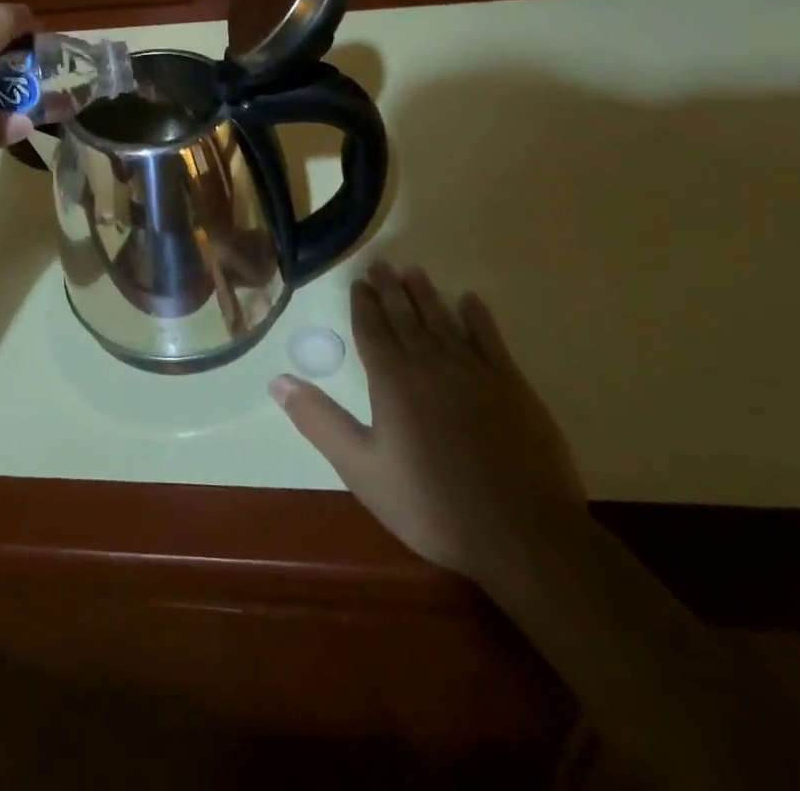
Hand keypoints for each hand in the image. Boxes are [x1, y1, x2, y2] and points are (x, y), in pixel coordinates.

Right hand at [271, 262, 585, 584]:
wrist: (523, 535)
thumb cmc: (432, 505)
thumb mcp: (362, 469)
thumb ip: (319, 421)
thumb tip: (276, 381)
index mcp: (392, 380)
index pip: (371, 329)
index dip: (362, 304)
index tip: (357, 282)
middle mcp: (430, 363)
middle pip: (405, 316)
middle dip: (390, 289)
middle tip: (381, 264)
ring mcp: (474, 371)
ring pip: (443, 320)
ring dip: (426, 294)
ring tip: (413, 271)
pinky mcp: (512, 386)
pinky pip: (490, 339)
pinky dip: (478, 317)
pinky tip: (470, 301)